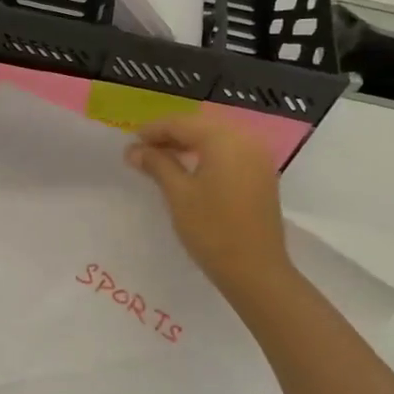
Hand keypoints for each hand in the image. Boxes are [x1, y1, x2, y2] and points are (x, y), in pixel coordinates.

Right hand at [125, 113, 291, 302]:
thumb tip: (133, 149)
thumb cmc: (212, 230)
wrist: (255, 270)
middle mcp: (247, 140)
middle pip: (201, 127)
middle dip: (171, 135)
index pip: (182, 123)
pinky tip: (190, 170)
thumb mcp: (178, 194)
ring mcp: (259, 158)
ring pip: (217, 139)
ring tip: (162, 160)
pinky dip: (208, 156)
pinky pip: (230, 153)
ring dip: (189, 145)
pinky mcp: (262, 175)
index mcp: (225, 139)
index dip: (154, 130)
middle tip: (143, 150)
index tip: (130, 142)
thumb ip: (156, 164)